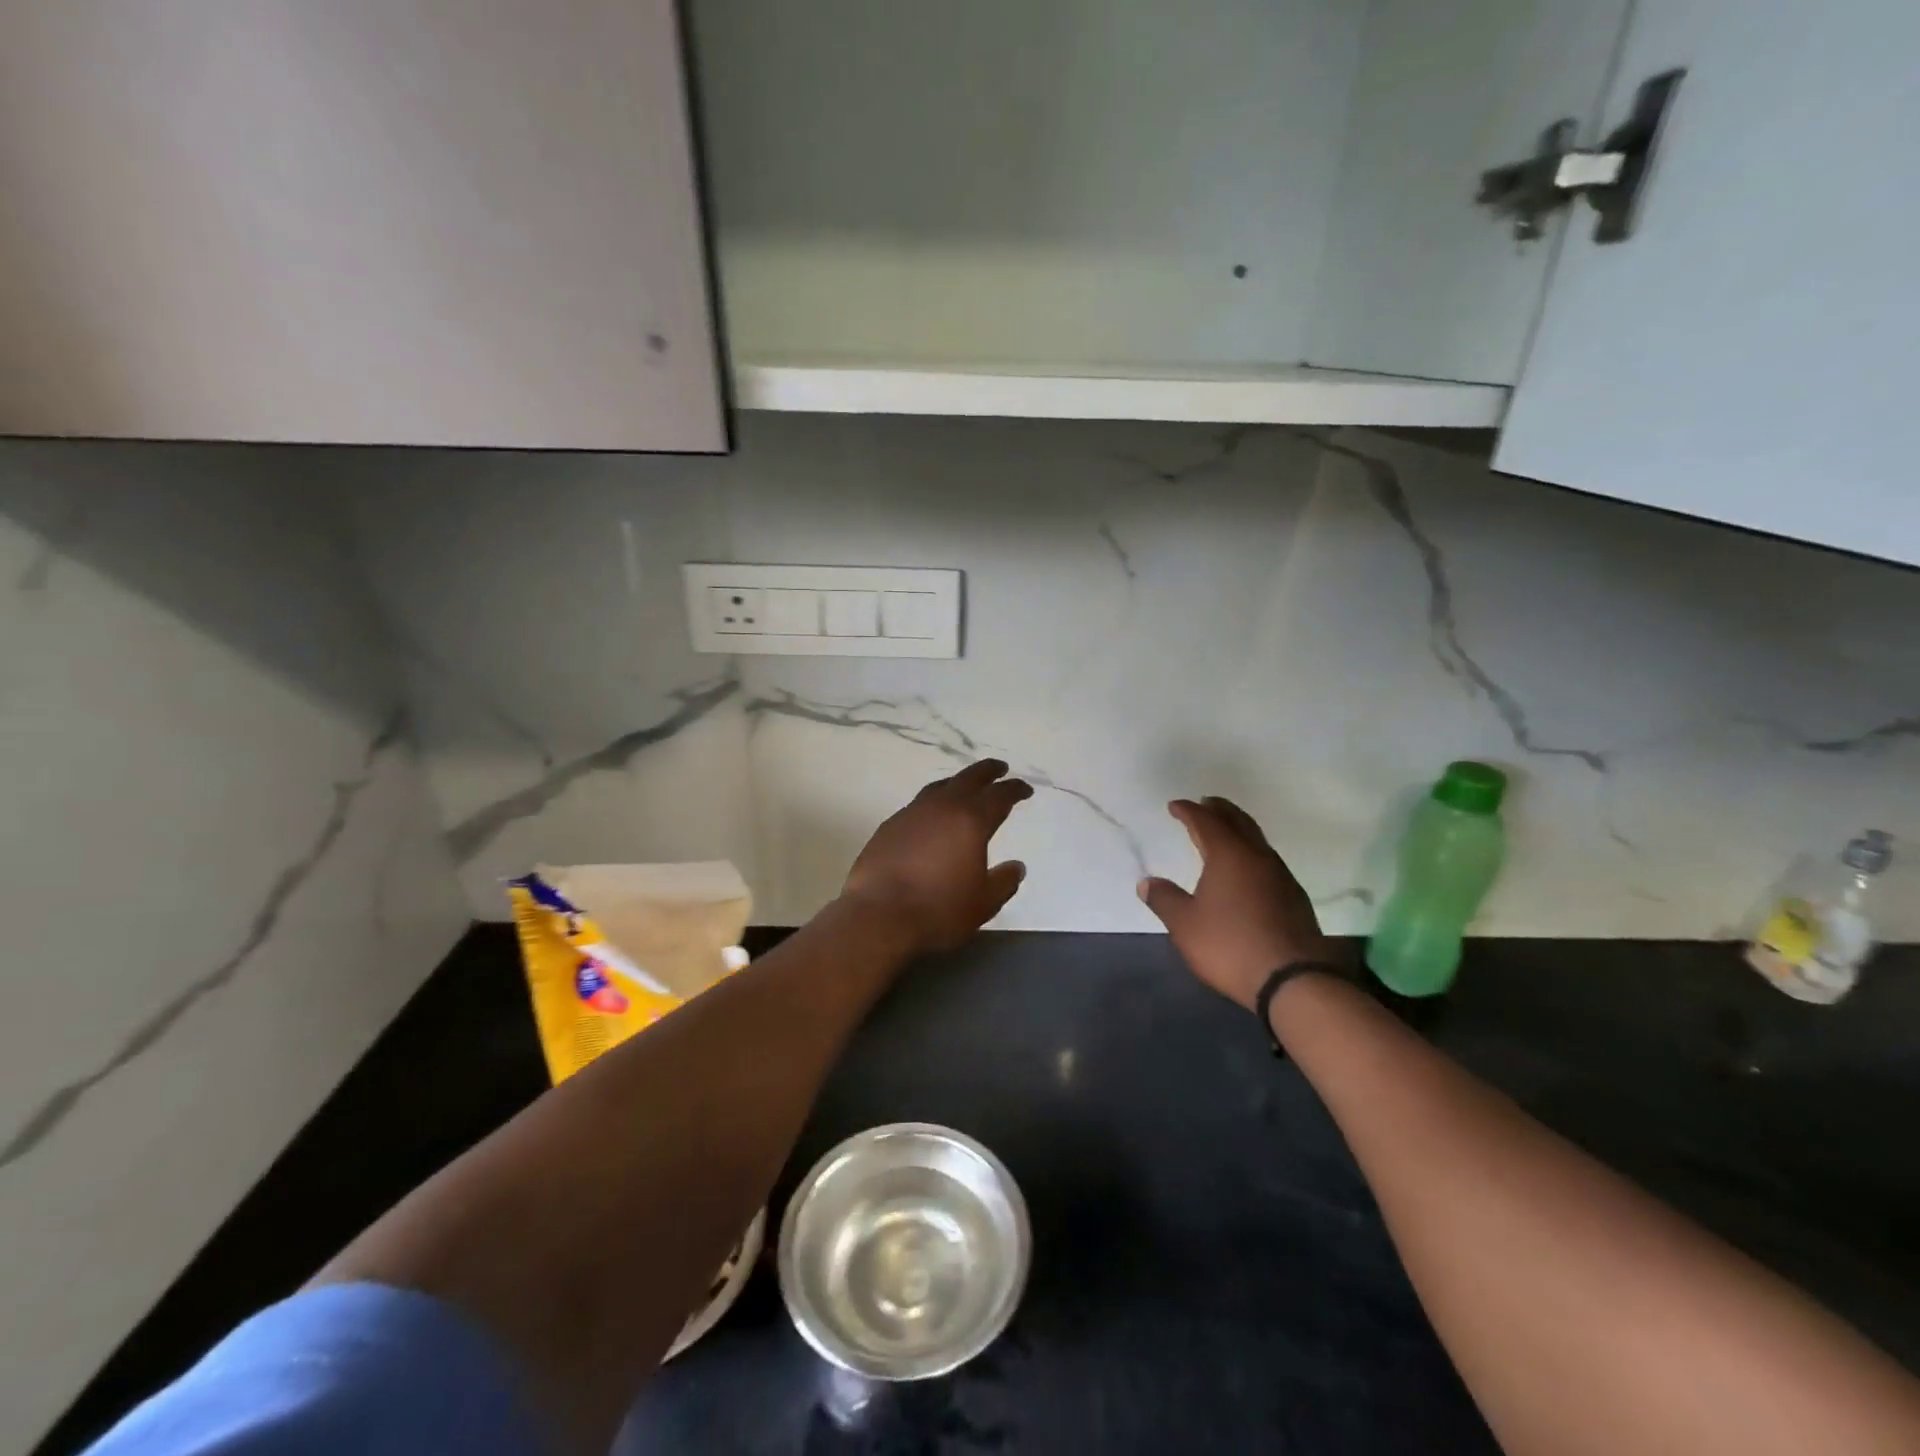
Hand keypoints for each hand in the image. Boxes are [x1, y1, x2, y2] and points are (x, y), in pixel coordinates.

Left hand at [841, 760, 1032, 956]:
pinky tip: (931, 818)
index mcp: (971, 820)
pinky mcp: (889, 826)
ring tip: (964, 787)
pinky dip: (932, 804)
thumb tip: (1017, 866)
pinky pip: (917, 806)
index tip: (1024, 789)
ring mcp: (911, 813)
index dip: (1014, 789)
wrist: (878, 915)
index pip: (999, 796)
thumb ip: (1004, 881)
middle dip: (987, 771)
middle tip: (999, 769)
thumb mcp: (984, 903)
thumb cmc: (939, 909)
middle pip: (968, 778)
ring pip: (939, 787)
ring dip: (956, 783)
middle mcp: (942, 807)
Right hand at [1138, 797, 1336, 1010]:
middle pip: (1238, 822)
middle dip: (1220, 810)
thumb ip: (1164, 900)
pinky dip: (1251, 852)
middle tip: (1206, 803)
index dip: (1189, 811)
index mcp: (1229, 855)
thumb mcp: (1185, 925)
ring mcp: (1281, 876)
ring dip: (1239, 829)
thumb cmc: (1230, 945)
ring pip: (1257, 840)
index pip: (1206, 822)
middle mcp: (1257, 857)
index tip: (1175, 806)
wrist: (1293, 980)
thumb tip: (1147, 882)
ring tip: (1225, 832)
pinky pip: (1268, 861)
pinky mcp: (1294, 897)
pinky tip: (1247, 869)